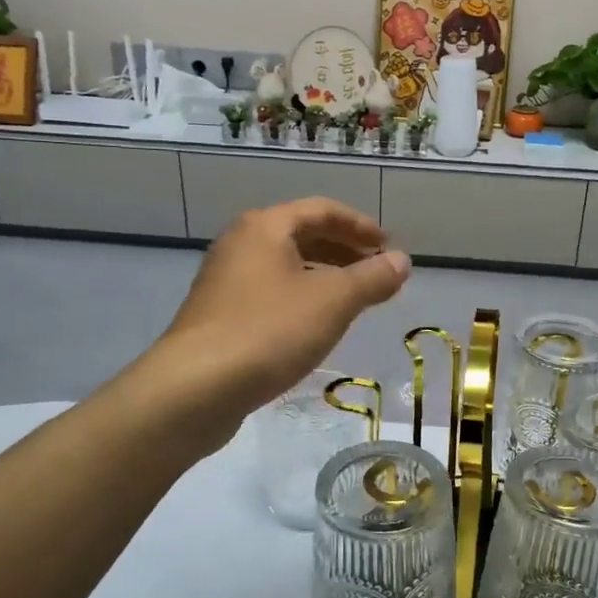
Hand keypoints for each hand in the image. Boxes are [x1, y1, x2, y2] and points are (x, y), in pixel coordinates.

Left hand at [148, 199, 410, 442]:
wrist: (195, 388)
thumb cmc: (269, 331)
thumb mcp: (333, 302)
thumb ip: (372, 278)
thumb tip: (402, 261)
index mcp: (265, 226)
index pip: (322, 210)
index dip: (361, 226)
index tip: (389, 247)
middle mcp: (240, 244)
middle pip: (301, 235)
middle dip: (343, 251)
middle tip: (376, 272)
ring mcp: (225, 281)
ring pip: (285, 267)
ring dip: (324, 277)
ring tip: (354, 301)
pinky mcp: (219, 316)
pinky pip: (270, 294)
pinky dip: (301, 299)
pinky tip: (316, 327)